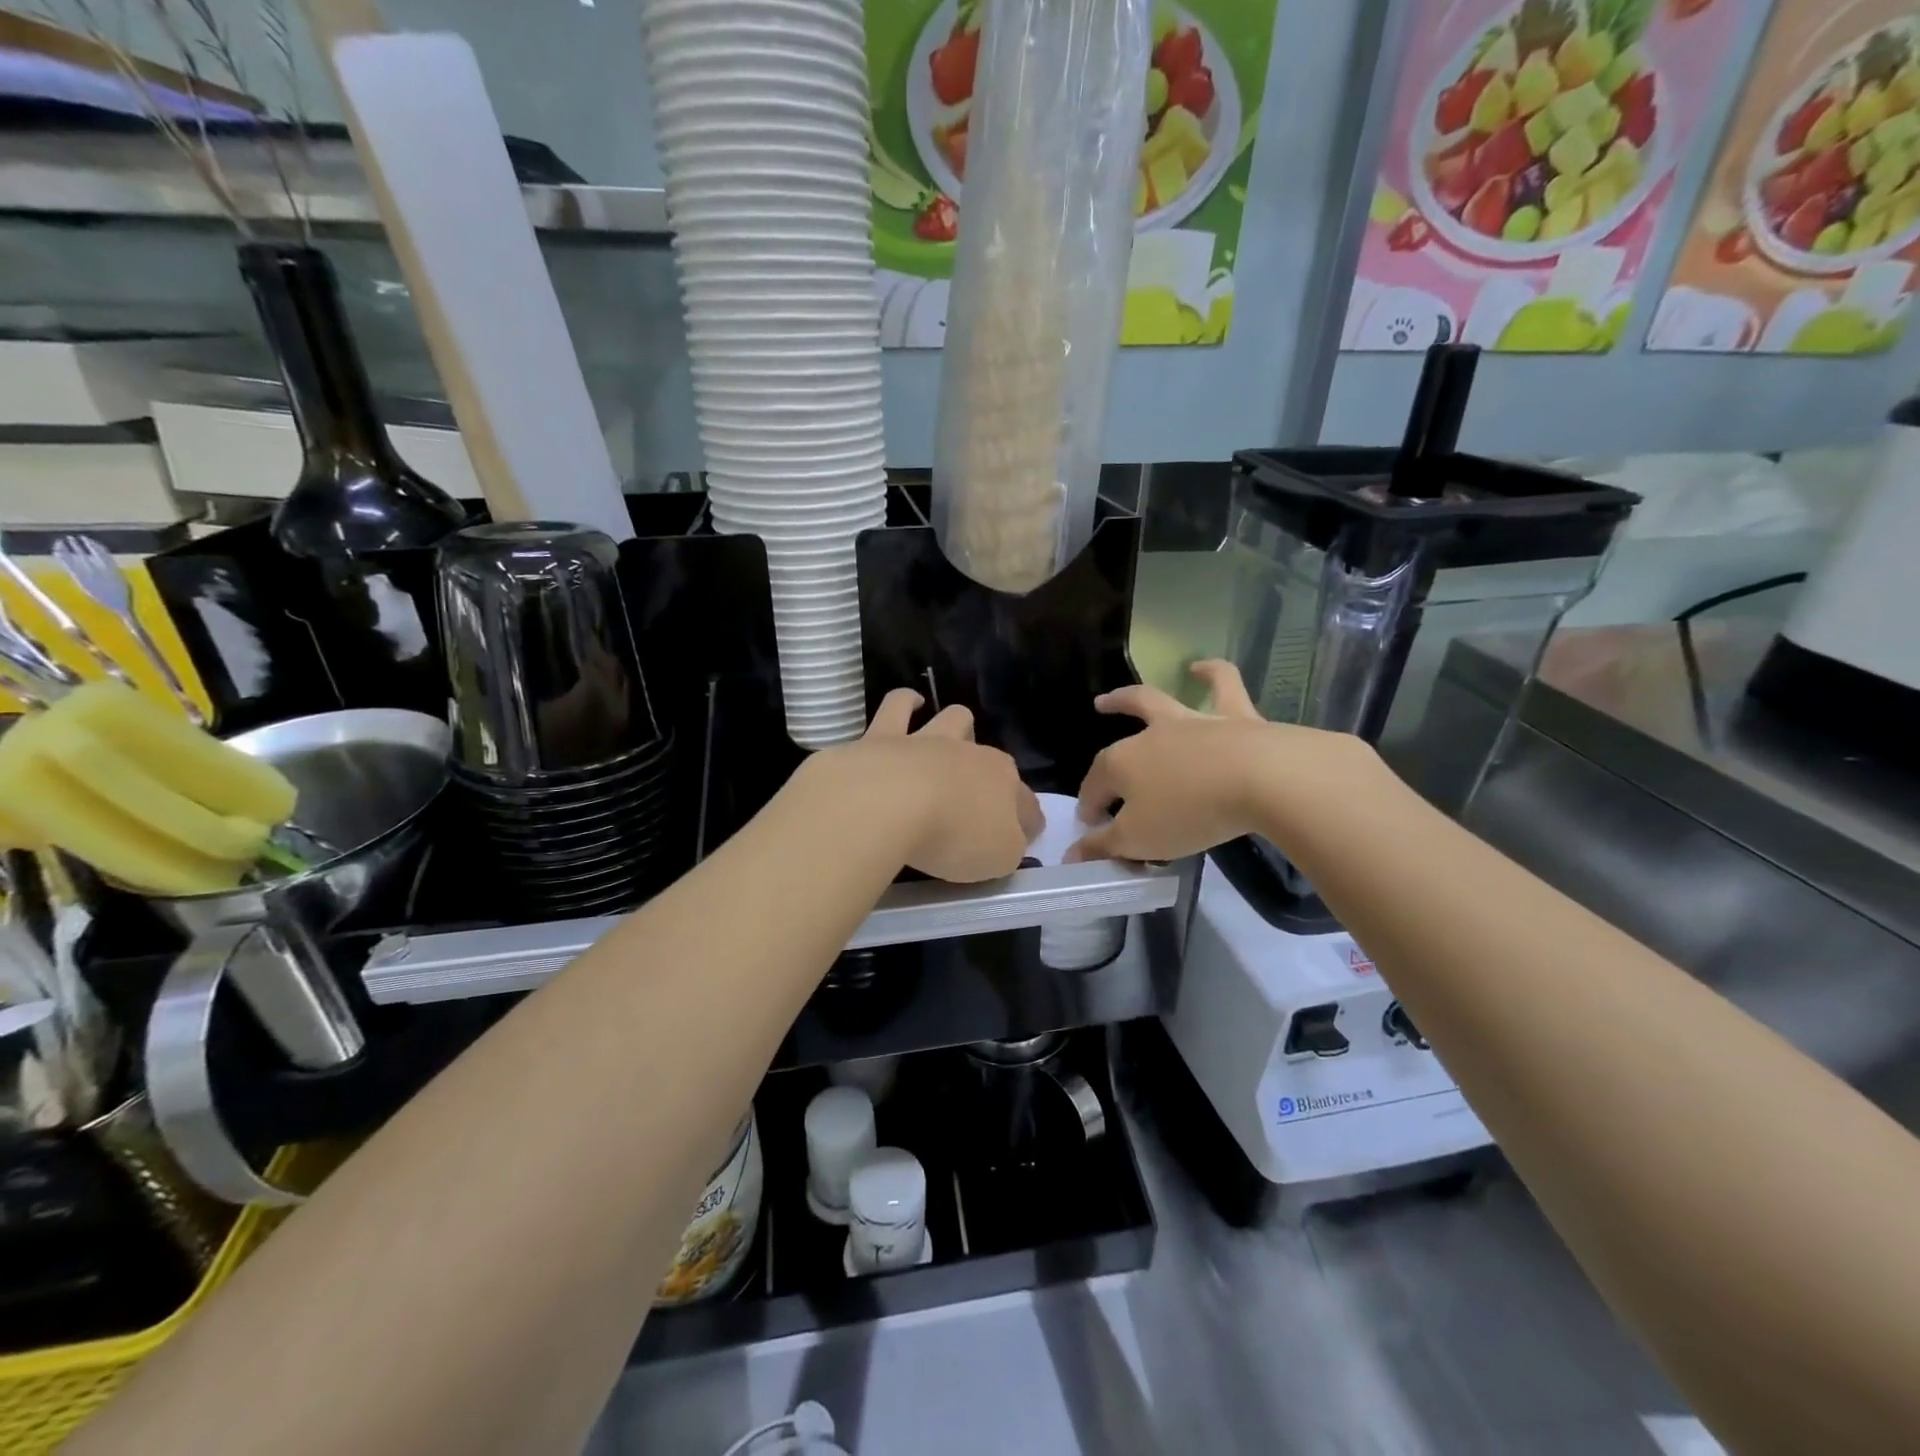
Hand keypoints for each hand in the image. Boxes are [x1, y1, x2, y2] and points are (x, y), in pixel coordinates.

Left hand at [814, 689, 1042, 882]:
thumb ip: (1007, 848)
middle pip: (992, 758)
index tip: (1021, 839)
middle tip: (975, 801)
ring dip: (958, 726)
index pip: (1026, 805)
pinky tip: (910, 704)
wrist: (891, 804)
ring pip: (955, 719)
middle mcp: (972, 755)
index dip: (1027, 823)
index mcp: (1004, 785)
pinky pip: (899, 707)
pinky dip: (906, 703)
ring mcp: (929, 741)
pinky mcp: (885, 736)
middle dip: (991, 774)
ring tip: (952, 739)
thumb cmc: (953, 836)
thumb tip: (1007, 840)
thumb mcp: (998, 858)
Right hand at [1068, 661, 1375, 862]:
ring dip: (1133, 698)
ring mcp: (1192, 723)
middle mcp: (1150, 736)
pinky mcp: (1236, 718)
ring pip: (1157, 701)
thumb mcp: (1139, 840)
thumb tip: (1074, 853)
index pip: (1096, 787)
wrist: (1261, 779)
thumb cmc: (1190, 813)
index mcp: (1121, 765)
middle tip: (1095, 717)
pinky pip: (1223, 685)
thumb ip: (1105, 846)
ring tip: (1123, 694)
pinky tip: (1202, 667)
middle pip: (1119, 737)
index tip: (1092, 826)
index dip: (1090, 806)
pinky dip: (1211, 673)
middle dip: (1102, 742)